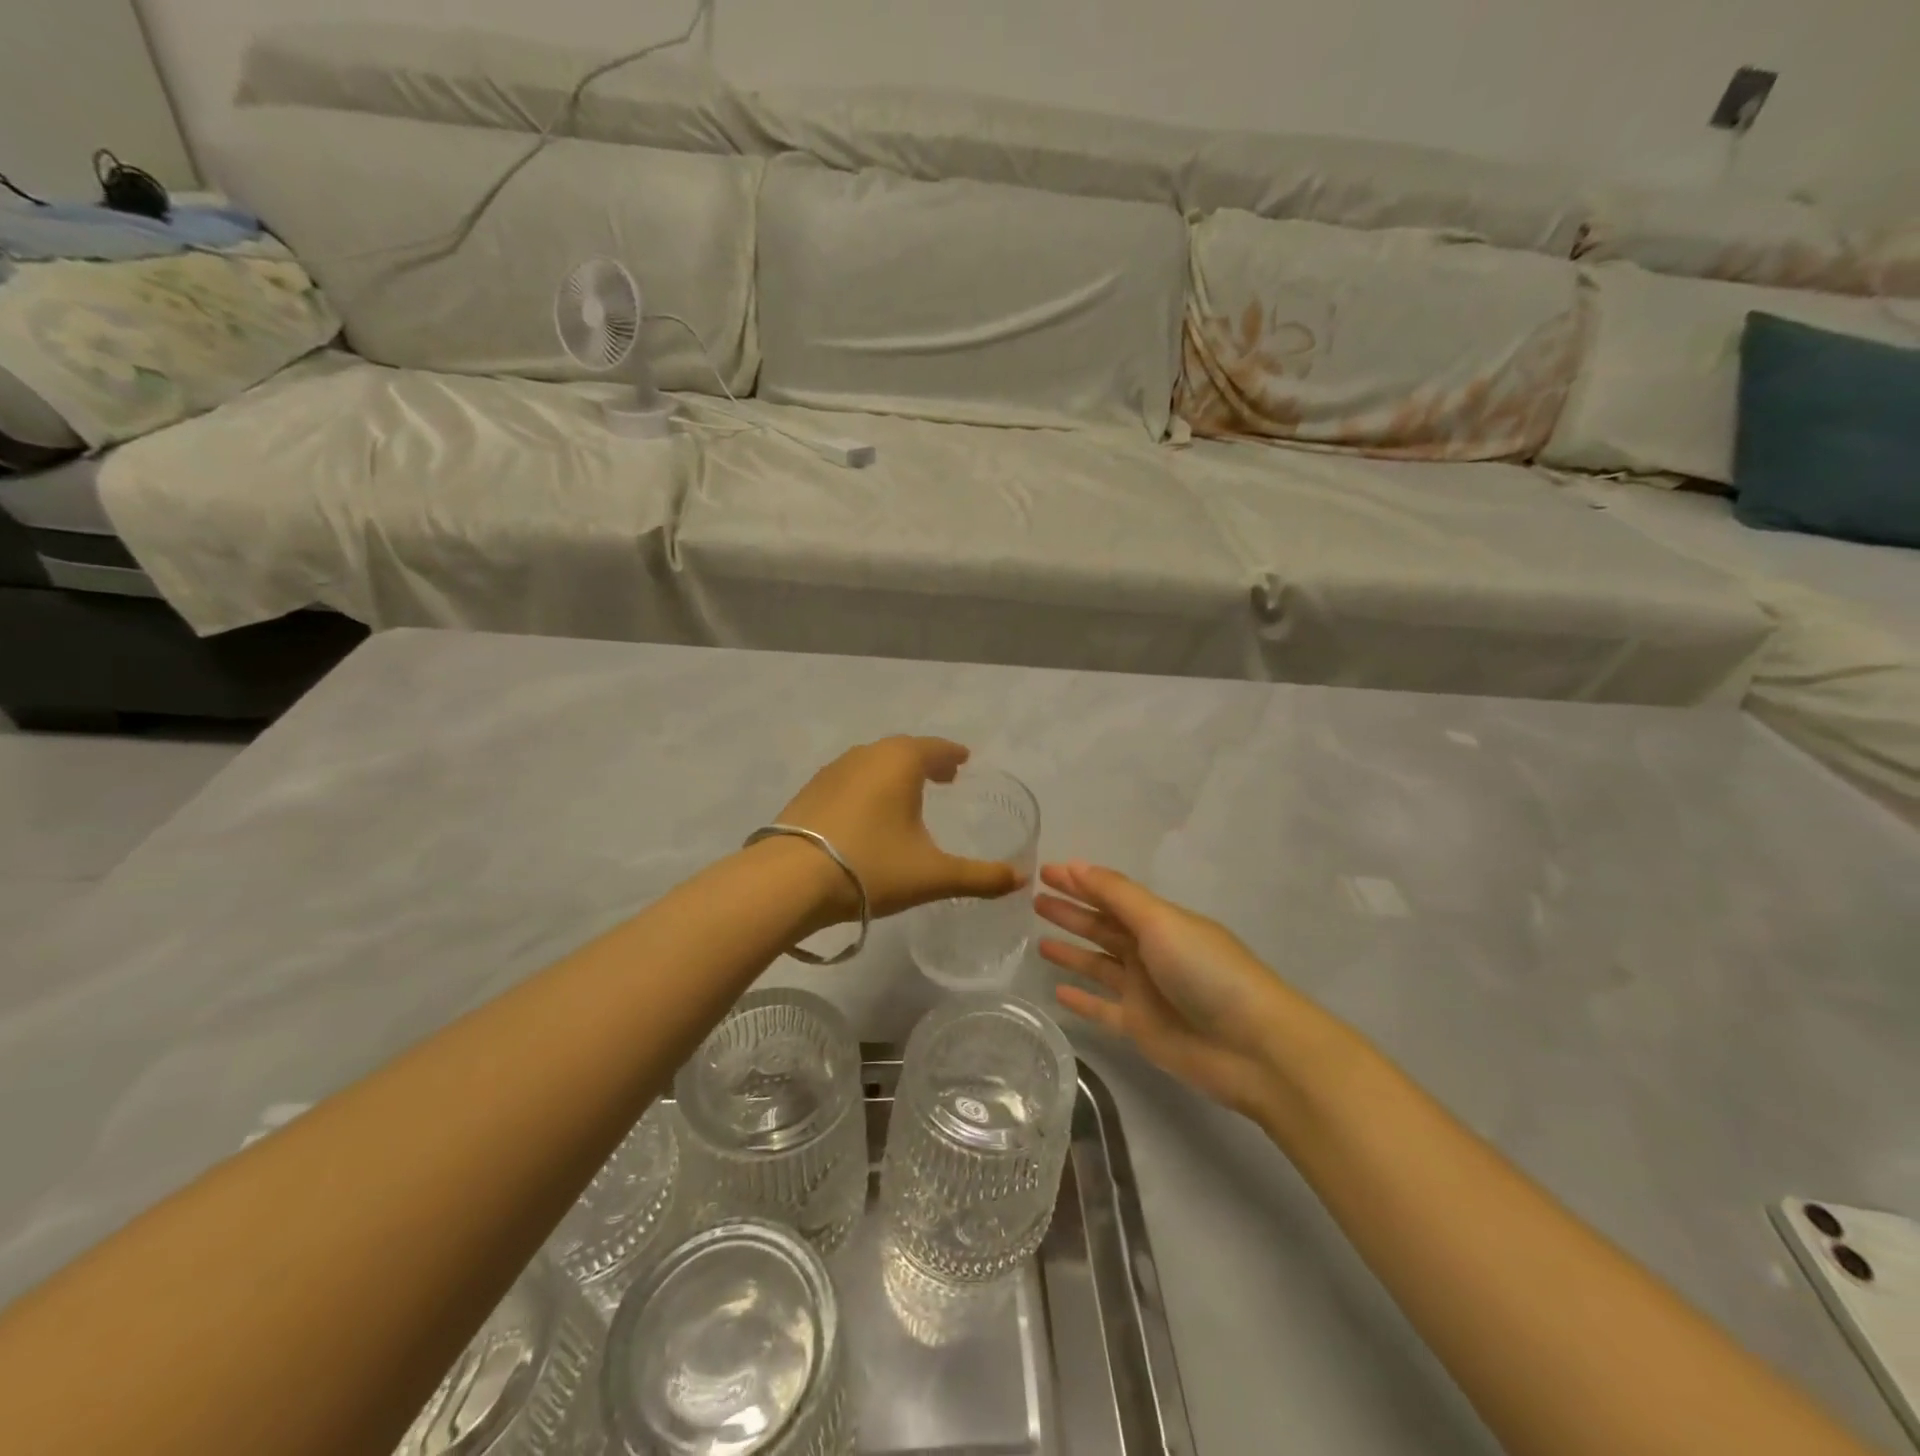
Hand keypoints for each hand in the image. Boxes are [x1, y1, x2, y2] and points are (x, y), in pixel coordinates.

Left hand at [777, 737, 1025, 919]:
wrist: (790, 879)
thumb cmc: (871, 866)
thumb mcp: (933, 876)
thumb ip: (980, 877)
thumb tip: (1022, 880)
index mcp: (900, 761)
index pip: (935, 748)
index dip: (952, 755)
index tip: (963, 761)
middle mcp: (867, 755)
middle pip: (903, 750)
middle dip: (926, 761)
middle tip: (943, 778)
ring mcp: (833, 771)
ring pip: (873, 763)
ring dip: (895, 773)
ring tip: (908, 795)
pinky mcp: (810, 791)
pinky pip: (850, 779)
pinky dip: (868, 787)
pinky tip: (868, 813)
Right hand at [1036, 861, 1296, 1122]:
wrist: (1253, 1047)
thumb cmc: (1207, 971)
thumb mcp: (1160, 921)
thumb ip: (1116, 895)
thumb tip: (1075, 865)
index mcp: (1158, 921)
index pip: (1109, 894)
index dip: (1078, 882)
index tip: (1044, 871)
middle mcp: (1149, 951)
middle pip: (1101, 927)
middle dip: (1071, 912)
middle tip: (1033, 901)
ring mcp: (1144, 991)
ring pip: (1098, 965)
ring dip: (1071, 952)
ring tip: (1037, 941)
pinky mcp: (1140, 1028)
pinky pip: (1102, 1009)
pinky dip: (1082, 1000)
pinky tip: (1057, 991)